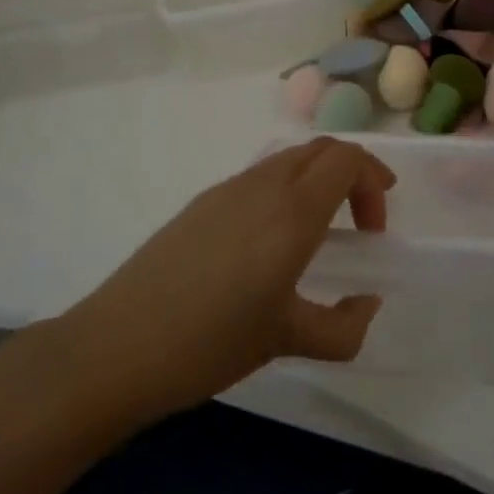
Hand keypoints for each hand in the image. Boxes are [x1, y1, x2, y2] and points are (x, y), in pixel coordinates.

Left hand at [63, 138, 395, 426]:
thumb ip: (343, 327)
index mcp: (292, 212)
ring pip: (289, 159)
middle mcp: (264, 185)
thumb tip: (367, 304)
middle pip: (321, 149)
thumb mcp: (287, 340)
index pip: (347, 159)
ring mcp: (228, 188)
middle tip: (361, 220)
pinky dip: (286, 189)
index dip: (373, 180)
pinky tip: (271, 241)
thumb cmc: (211, 343)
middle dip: (352, 173)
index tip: (375, 225)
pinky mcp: (203, 202)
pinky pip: (260, 176)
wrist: (118, 345)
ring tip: (320, 232)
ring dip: (318, 180)